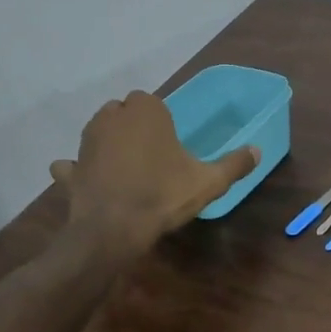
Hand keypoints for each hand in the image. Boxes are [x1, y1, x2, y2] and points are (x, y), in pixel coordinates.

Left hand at [50, 91, 259, 258]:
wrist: (113, 229)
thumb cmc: (163, 195)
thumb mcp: (208, 182)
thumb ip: (234, 164)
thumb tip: (258, 150)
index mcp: (146, 111)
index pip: (152, 102)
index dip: (160, 121)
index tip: (170, 144)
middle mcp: (112, 117)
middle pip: (124, 113)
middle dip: (134, 127)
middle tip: (152, 156)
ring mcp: (87, 141)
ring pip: (99, 132)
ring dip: (108, 143)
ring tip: (126, 168)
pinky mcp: (72, 167)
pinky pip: (73, 164)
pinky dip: (78, 169)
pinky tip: (86, 181)